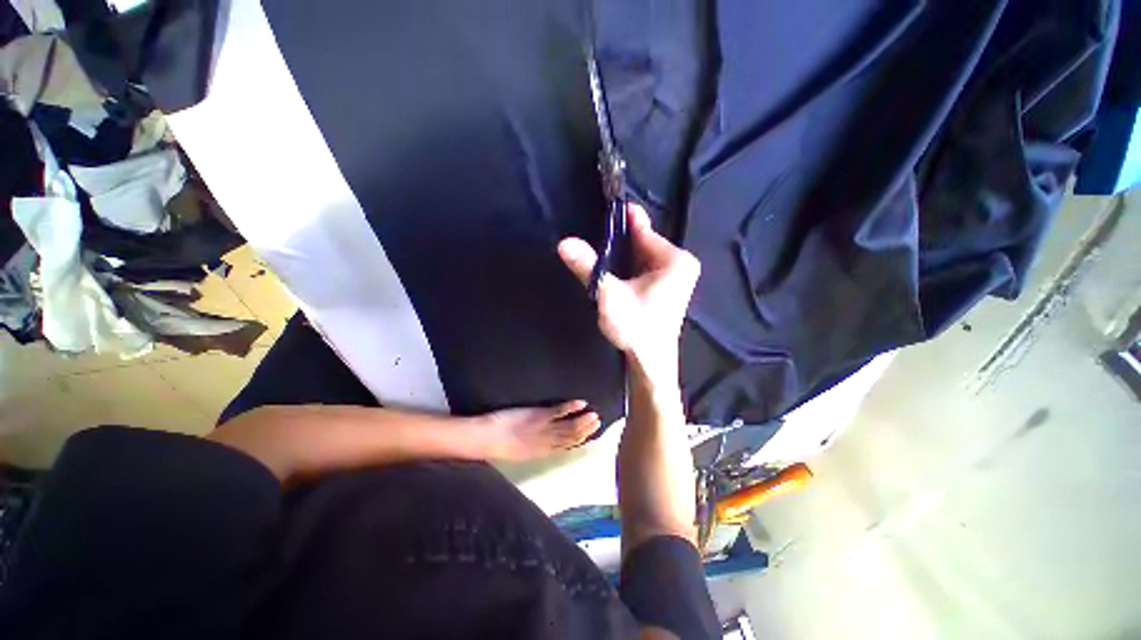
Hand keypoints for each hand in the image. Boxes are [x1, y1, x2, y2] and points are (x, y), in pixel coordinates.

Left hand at [476, 400, 600, 460]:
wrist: (484, 439)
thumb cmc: (497, 444)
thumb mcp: (518, 450)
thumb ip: (533, 445)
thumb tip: (544, 437)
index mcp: (541, 452)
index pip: (565, 447)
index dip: (579, 440)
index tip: (590, 434)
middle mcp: (546, 442)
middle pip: (570, 438)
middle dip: (585, 430)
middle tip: (598, 422)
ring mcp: (543, 429)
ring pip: (568, 427)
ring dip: (582, 421)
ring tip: (594, 415)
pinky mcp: (538, 416)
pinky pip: (558, 412)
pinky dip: (570, 407)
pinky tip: (580, 403)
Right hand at [558, 203, 699, 364]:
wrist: (650, 362)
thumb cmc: (636, 328)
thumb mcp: (609, 295)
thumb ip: (589, 267)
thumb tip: (564, 243)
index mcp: (674, 260)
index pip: (643, 230)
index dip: (622, 220)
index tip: (604, 207)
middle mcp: (680, 264)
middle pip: (643, 243)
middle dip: (619, 242)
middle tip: (595, 238)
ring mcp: (676, 276)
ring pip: (642, 256)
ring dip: (622, 256)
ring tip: (600, 255)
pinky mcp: (668, 288)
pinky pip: (645, 268)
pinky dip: (629, 267)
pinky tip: (614, 272)